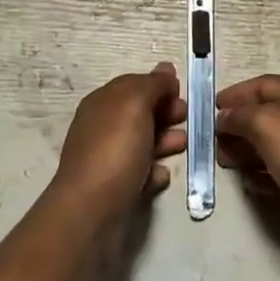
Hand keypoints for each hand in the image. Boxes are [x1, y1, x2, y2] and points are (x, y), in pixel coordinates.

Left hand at [53, 63, 187, 216]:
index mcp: (102, 103)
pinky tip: (164, 174)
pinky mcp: (115, 189)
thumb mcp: (134, 104)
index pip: (133, 85)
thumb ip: (152, 84)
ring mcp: (107, 159)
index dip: (158, 85)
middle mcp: (101, 127)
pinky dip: (154, 171)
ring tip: (185, 145)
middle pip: (138, 113)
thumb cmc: (114, 149)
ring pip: (141, 142)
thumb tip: (165, 69)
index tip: (182, 92)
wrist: (91, 211)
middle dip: (165, 112)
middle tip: (188, 118)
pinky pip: (139, 173)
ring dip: (165, 140)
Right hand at [216, 75, 279, 235]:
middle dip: (238, 126)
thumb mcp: (266, 125)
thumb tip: (225, 117)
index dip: (236, 93)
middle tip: (215, 142)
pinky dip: (264, 173)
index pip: (262, 84)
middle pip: (267, 114)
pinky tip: (250, 184)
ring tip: (227, 163)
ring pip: (273, 143)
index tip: (212, 108)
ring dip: (247, 151)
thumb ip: (240, 117)